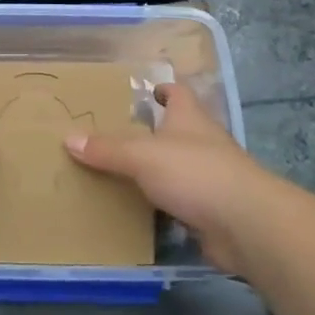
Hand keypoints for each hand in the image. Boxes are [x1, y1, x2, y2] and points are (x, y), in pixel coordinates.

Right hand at [64, 83, 290, 274]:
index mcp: (190, 118)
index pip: (178, 93)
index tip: (145, 90)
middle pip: (177, 130)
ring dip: (156, 171)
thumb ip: (107, 149)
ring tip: (119, 173)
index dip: (163, 89)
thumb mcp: (142, 156)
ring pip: (177, 168)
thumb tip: (68, 138)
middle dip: (152, 132)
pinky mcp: (211, 211)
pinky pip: (180, 202)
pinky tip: (139, 210)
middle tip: (116, 135)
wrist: (245, 225)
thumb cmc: (195, 173)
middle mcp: (203, 143)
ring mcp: (210, 178)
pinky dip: (162, 204)